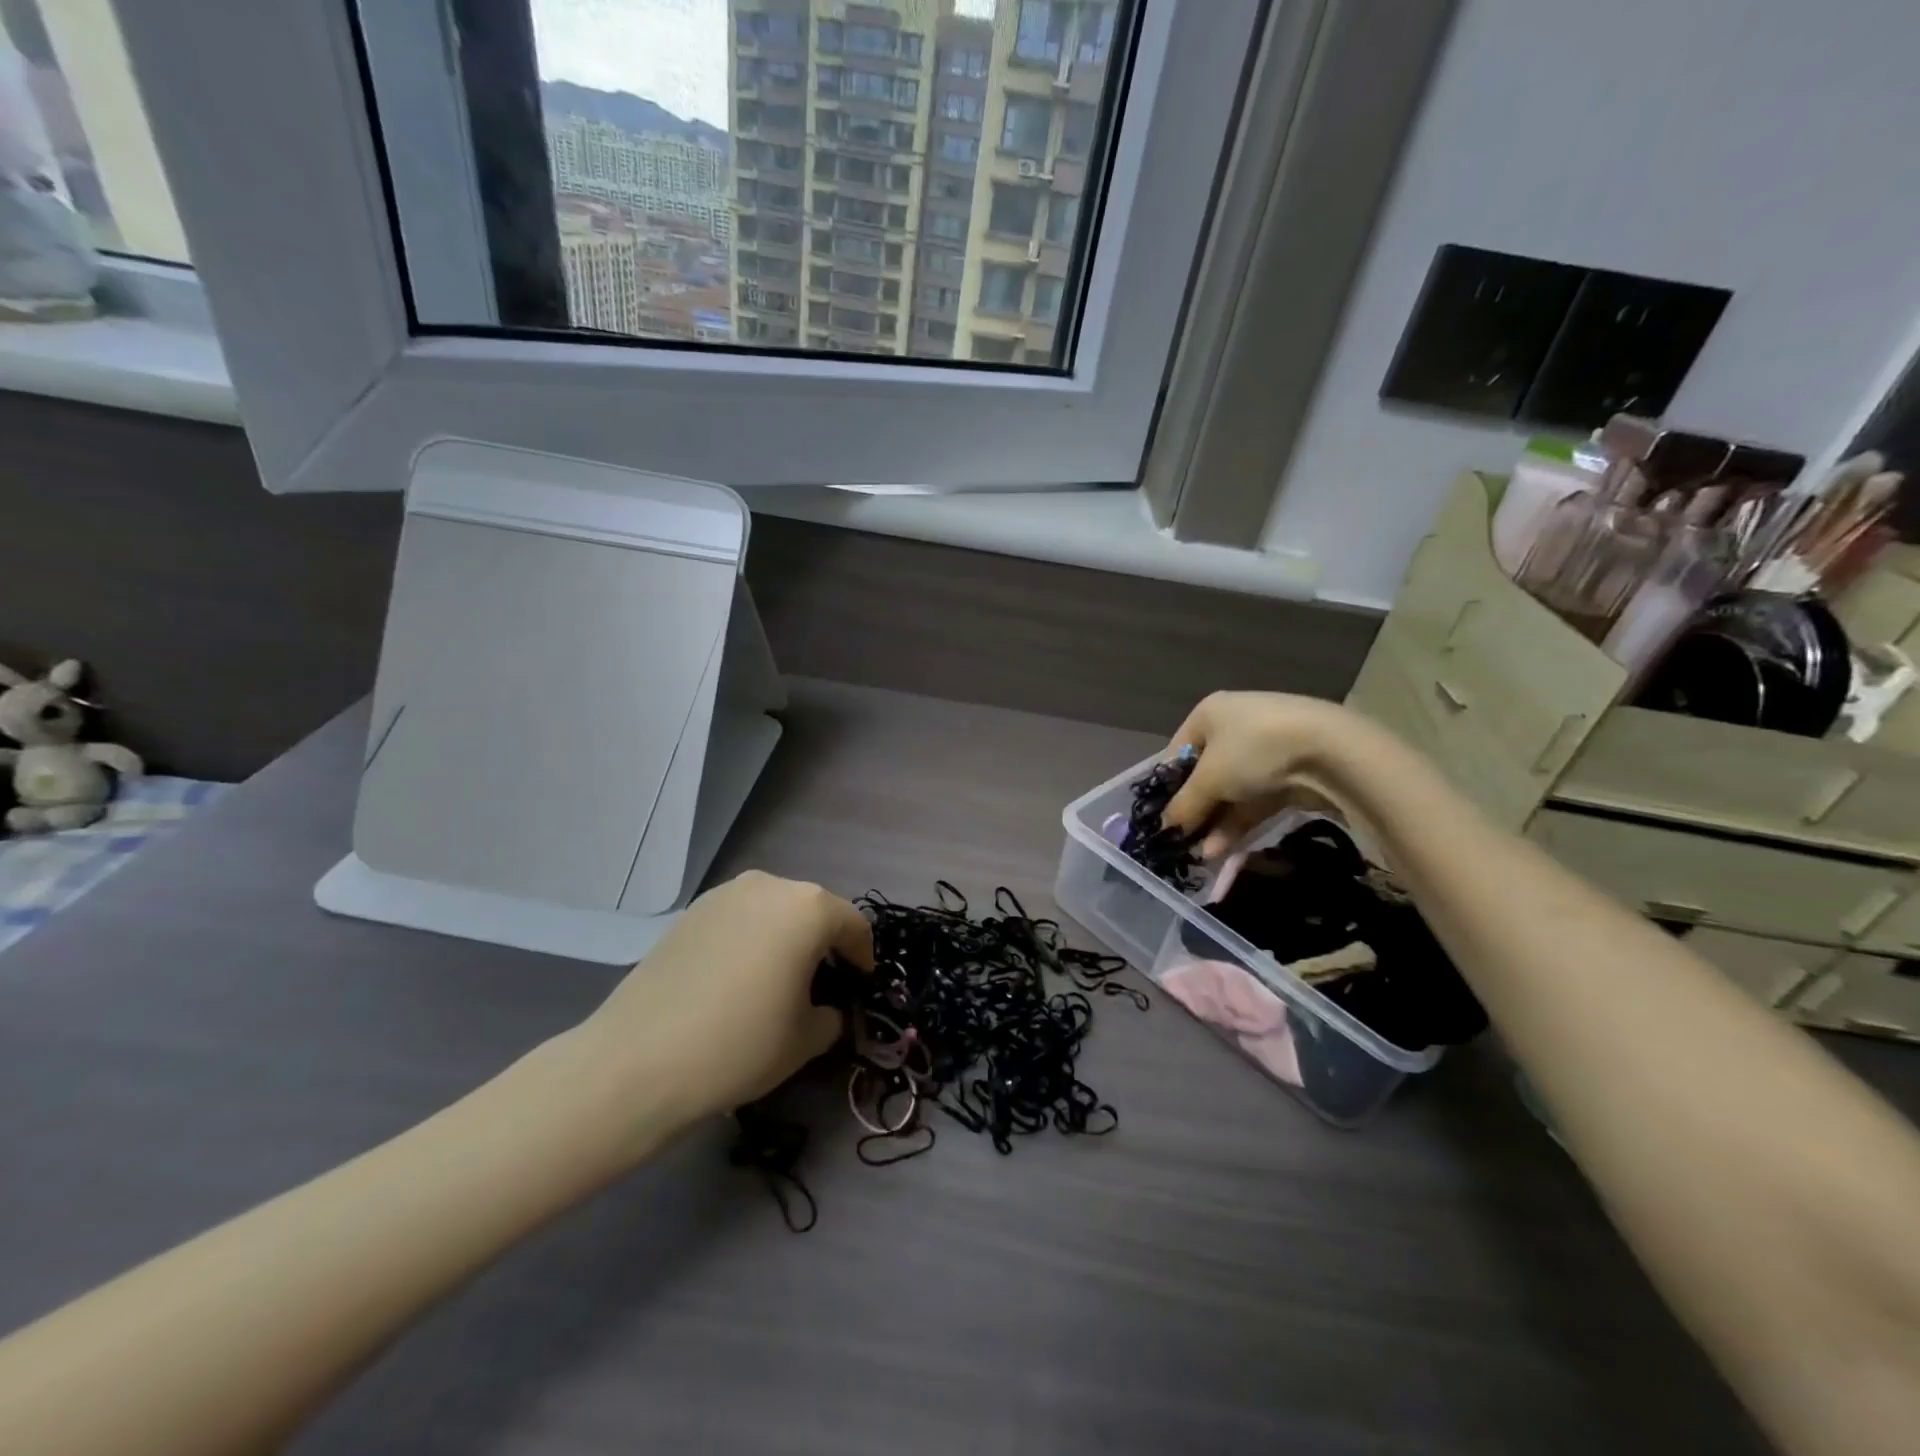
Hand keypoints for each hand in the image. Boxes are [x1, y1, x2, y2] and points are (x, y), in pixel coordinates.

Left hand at [571, 871, 873, 1141]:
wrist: (638, 1060)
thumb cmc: (740, 1044)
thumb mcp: (805, 1040)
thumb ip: (831, 1017)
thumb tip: (826, 1010)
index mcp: (808, 908)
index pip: (853, 925)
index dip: (863, 957)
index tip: (860, 986)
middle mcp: (770, 886)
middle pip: (812, 911)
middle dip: (823, 944)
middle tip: (821, 985)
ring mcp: (725, 894)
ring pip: (773, 912)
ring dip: (785, 939)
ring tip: (776, 981)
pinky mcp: (691, 912)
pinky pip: (738, 919)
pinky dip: (750, 940)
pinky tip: (736, 980)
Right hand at [1160, 692, 1360, 857]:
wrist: (1332, 752)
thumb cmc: (1254, 751)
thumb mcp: (1209, 779)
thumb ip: (1184, 805)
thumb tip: (1165, 827)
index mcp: (1210, 713)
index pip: (1177, 752)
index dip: (1167, 787)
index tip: (1162, 819)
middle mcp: (1235, 726)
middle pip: (1205, 775)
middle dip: (1195, 810)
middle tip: (1182, 841)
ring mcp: (1265, 751)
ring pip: (1231, 792)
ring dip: (1216, 824)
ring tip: (1202, 855)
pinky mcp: (1290, 774)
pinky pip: (1255, 801)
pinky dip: (1239, 824)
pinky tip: (1223, 851)